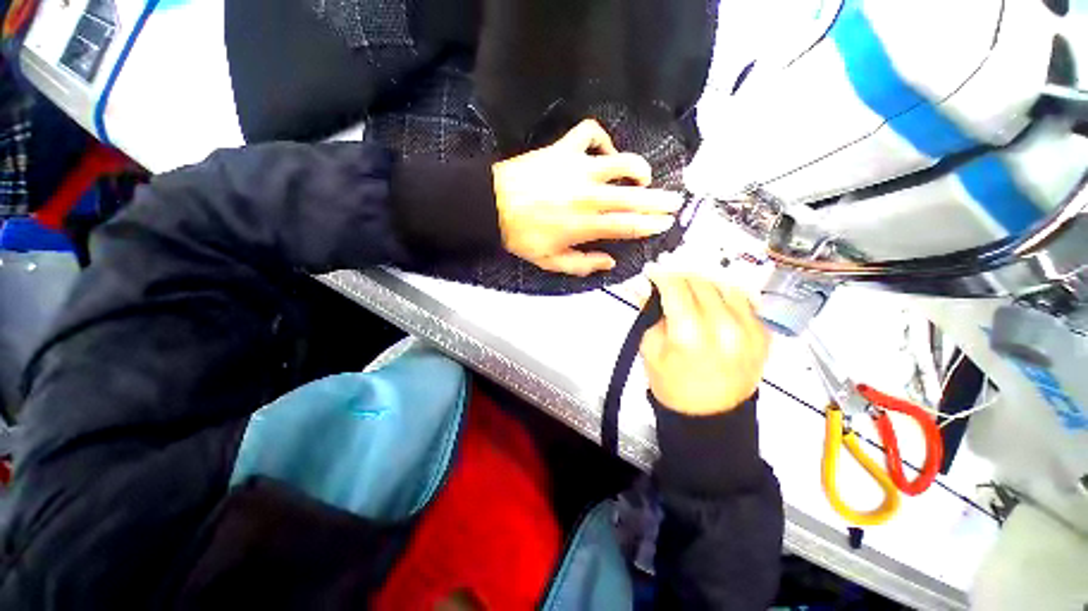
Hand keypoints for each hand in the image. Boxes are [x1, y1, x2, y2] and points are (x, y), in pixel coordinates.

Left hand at [493, 119, 681, 275]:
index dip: (650, 224)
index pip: (628, 225)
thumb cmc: (522, 237)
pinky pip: (589, 133)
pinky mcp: (563, 149)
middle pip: (633, 196)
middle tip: (674, 201)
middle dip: (658, 200)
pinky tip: (603, 151)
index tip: (665, 223)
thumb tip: (610, 261)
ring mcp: (577, 168)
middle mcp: (588, 195)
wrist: (492, 206)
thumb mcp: (551, 261)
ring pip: (620, 161)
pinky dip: (601, 138)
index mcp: (586, 225)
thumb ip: (583, 264)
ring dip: (637, 167)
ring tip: (643, 175)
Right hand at [641, 269, 770, 415]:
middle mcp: (725, 328)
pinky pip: (744, 300)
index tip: (653, 270)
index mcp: (690, 335)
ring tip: (691, 288)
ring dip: (704, 282)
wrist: (710, 417)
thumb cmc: (672, 386)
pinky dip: (725, 295)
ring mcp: (750, 330)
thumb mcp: (650, 349)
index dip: (661, 274)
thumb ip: (650, 313)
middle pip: (702, 281)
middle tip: (669, 278)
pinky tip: (712, 301)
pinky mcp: (763, 334)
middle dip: (681, 275)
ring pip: (725, 285)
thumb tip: (644, 286)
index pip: (676, 287)